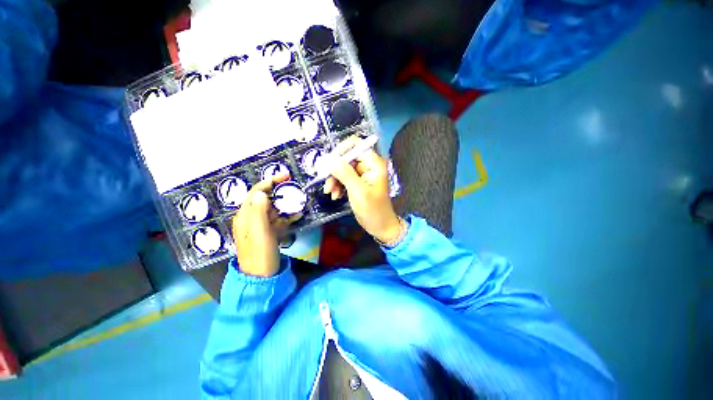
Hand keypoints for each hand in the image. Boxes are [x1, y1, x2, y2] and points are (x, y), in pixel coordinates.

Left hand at [232, 173, 301, 276]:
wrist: (261, 277)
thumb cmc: (260, 254)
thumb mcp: (259, 233)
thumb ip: (259, 212)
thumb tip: (261, 193)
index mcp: (245, 216)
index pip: (256, 192)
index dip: (270, 182)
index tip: (286, 176)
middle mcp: (251, 218)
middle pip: (265, 199)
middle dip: (279, 192)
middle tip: (294, 189)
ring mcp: (260, 226)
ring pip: (273, 209)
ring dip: (285, 204)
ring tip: (298, 202)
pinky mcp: (268, 232)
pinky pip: (278, 219)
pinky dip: (286, 216)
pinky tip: (296, 216)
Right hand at [324, 136, 402, 243]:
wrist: (380, 227)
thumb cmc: (373, 210)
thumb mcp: (358, 192)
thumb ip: (344, 173)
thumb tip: (329, 159)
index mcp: (374, 163)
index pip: (355, 144)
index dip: (340, 151)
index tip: (328, 163)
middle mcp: (369, 165)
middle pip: (346, 157)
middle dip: (334, 170)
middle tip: (326, 182)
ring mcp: (363, 174)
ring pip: (343, 168)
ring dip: (334, 179)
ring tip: (330, 193)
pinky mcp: (358, 182)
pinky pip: (344, 178)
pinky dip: (338, 185)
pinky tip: (336, 196)